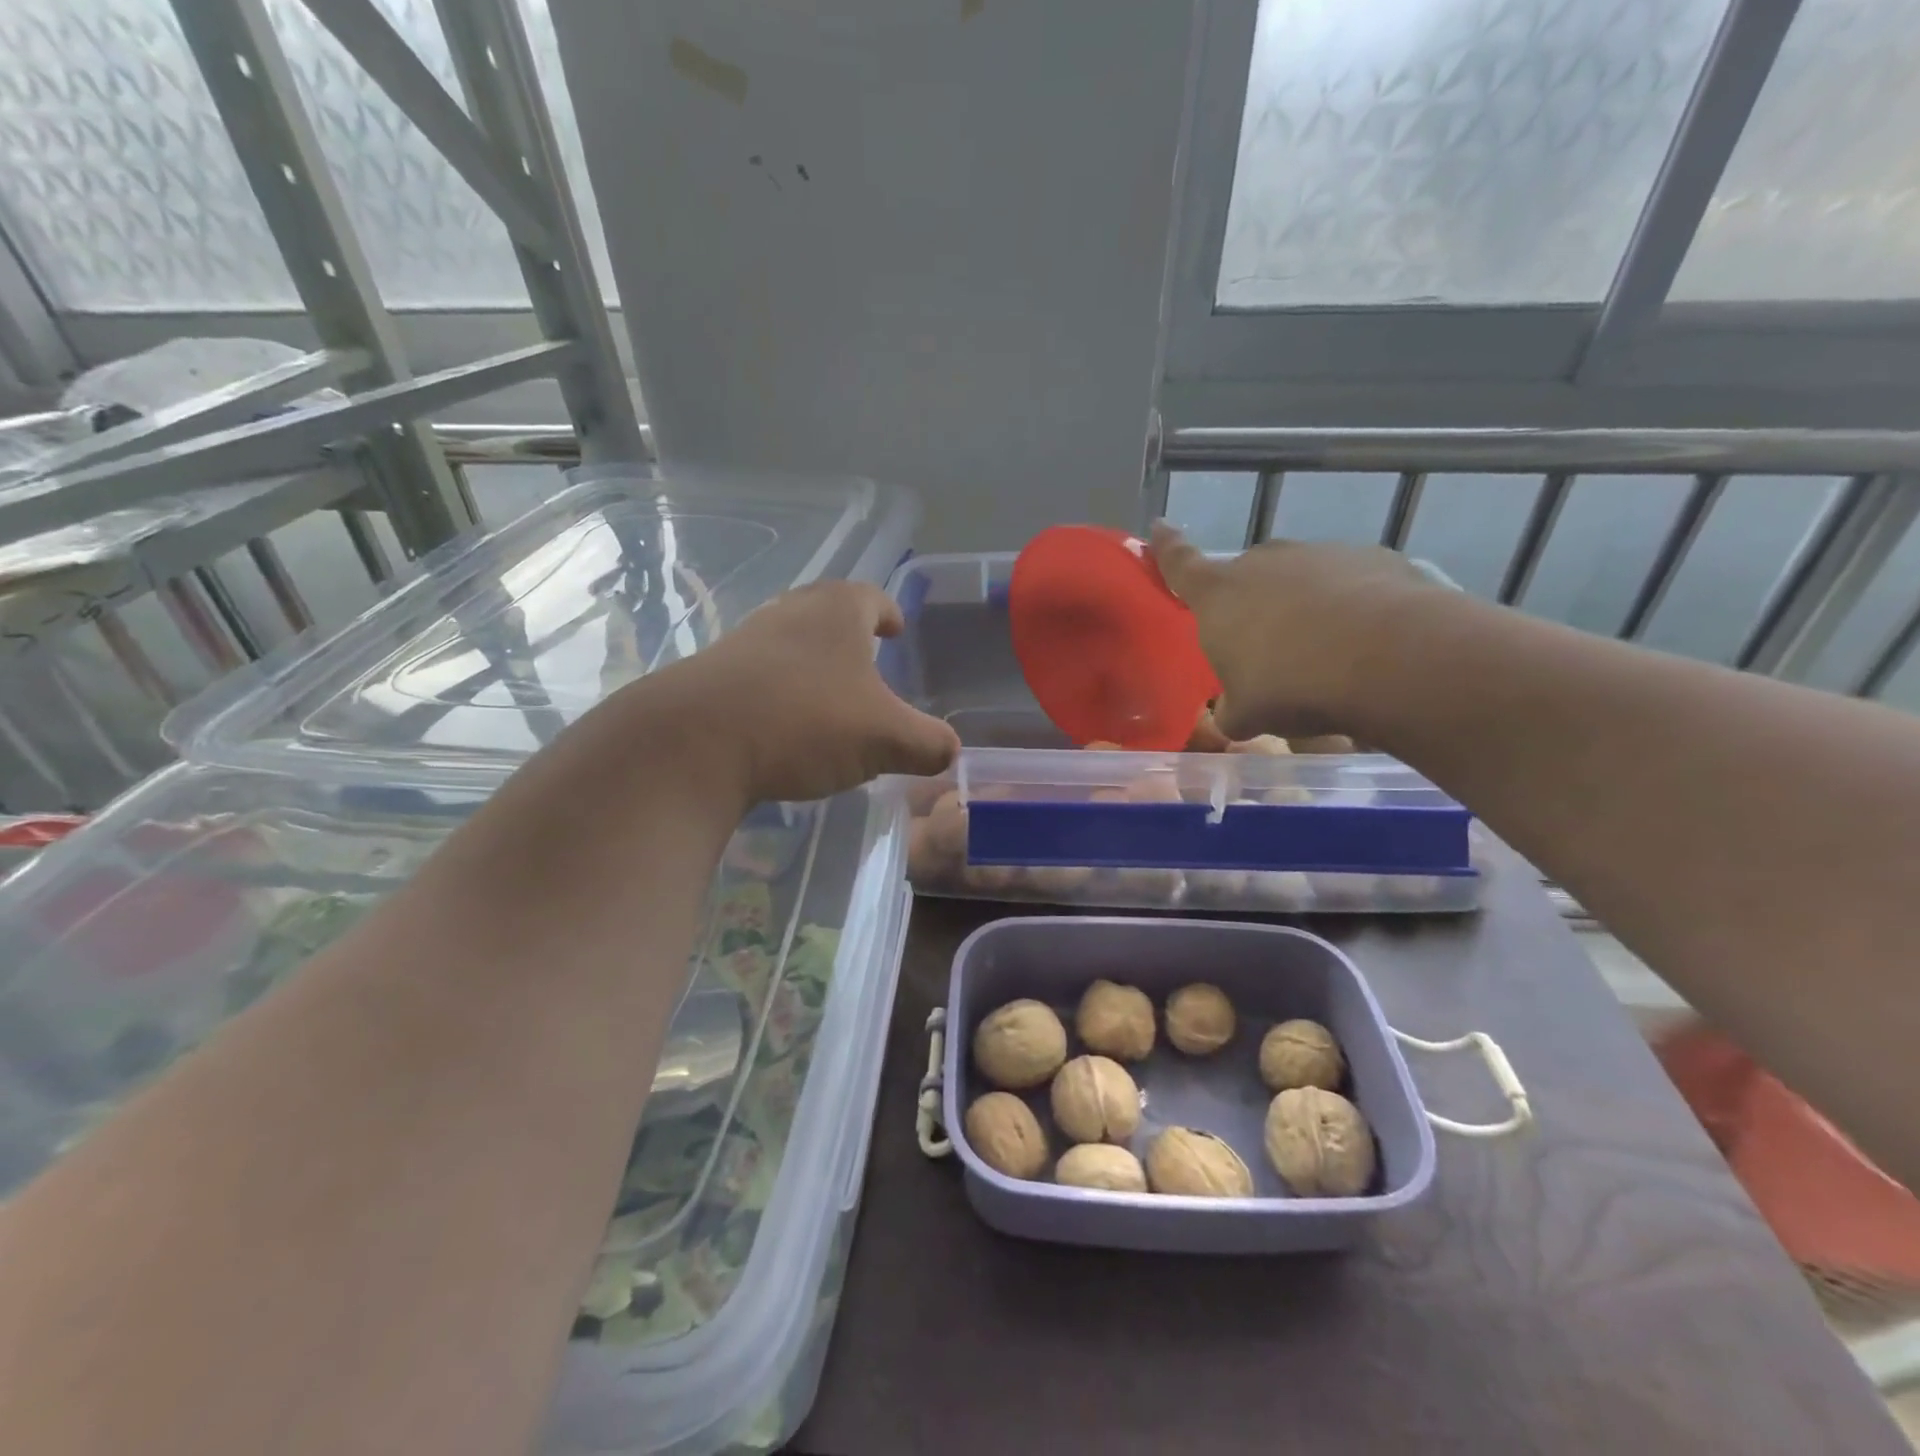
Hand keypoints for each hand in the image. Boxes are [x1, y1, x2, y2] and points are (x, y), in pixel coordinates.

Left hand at [661, 580, 959, 804]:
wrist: (695, 743)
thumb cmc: (806, 722)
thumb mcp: (886, 739)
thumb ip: (928, 744)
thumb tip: (950, 753)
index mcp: (837, 612)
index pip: (870, 596)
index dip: (888, 612)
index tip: (896, 630)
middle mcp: (790, 614)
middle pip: (826, 610)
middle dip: (848, 633)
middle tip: (866, 658)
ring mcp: (745, 641)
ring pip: (789, 640)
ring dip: (811, 661)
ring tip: (827, 695)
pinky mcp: (712, 674)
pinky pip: (758, 673)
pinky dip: (778, 690)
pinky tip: (783, 724)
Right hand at [1150, 522, 1442, 739]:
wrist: (1385, 657)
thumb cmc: (1290, 684)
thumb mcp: (1246, 713)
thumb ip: (1232, 708)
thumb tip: (1235, 712)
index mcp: (1217, 595)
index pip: (1179, 564)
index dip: (1166, 547)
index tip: (1159, 526)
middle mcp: (1262, 562)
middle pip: (1247, 577)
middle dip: (1252, 603)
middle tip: (1268, 645)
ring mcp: (1318, 554)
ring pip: (1300, 580)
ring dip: (1304, 607)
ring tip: (1325, 651)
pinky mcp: (1370, 557)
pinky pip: (1348, 584)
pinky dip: (1350, 606)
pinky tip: (1365, 642)